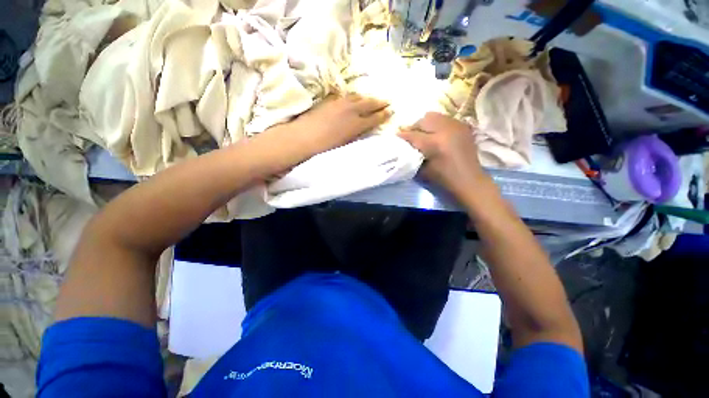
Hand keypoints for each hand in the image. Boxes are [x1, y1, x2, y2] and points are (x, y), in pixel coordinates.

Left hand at [288, 94, 391, 154]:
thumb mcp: (345, 144)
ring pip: (357, 97)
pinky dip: (353, 97)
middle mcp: (350, 110)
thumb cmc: (325, 147)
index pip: (374, 117)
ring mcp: (339, 103)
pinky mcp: (329, 101)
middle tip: (387, 101)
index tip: (391, 111)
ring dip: (367, 98)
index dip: (384, 114)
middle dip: (379, 102)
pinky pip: (346, 96)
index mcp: (356, 124)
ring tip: (371, 99)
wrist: (303, 138)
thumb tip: (363, 128)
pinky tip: (353, 98)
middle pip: (369, 103)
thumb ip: (357, 134)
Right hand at [399, 112, 488, 199]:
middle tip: (410, 135)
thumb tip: (404, 144)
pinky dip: (437, 124)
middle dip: (414, 127)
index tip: (396, 136)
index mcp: (434, 143)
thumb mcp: (422, 170)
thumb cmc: (443, 179)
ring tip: (423, 133)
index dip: (403, 135)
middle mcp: (446, 130)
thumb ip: (412, 154)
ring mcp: (456, 126)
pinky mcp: (463, 126)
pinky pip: (445, 119)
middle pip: (423, 120)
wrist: (469, 180)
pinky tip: (436, 134)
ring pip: (434, 116)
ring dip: (425, 124)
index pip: (413, 134)